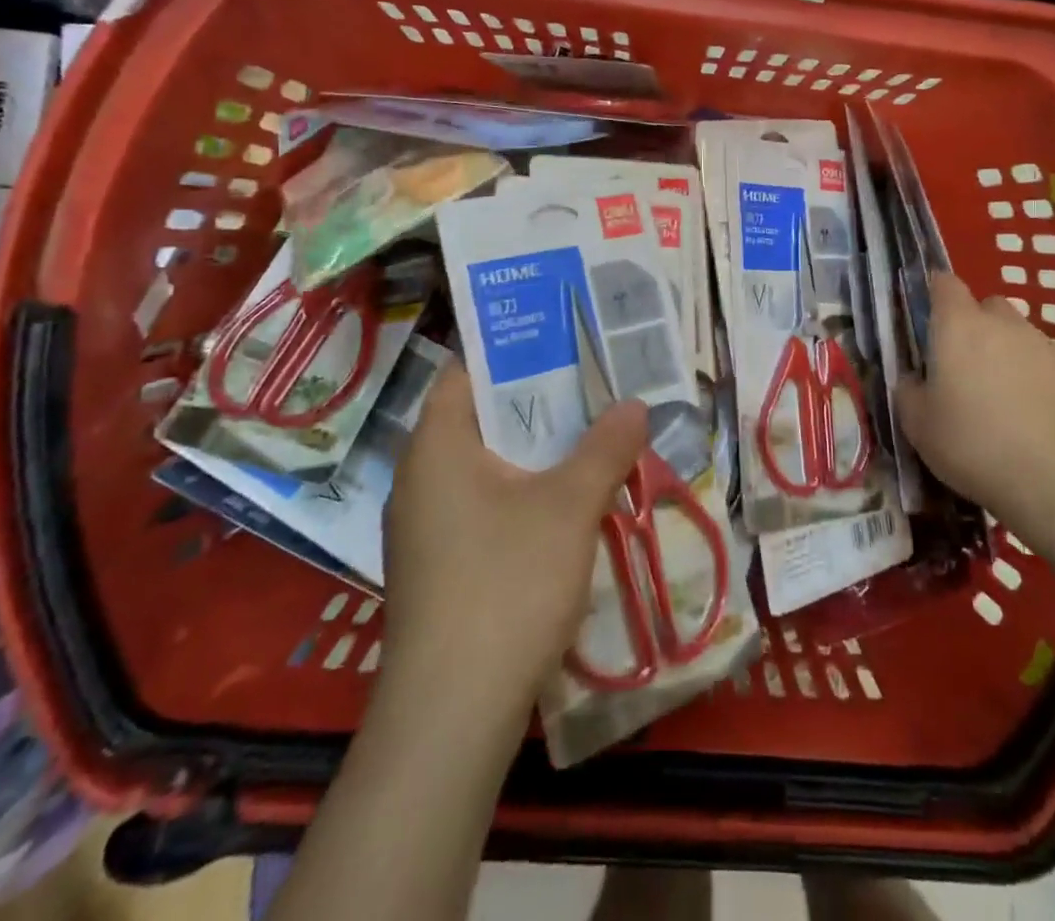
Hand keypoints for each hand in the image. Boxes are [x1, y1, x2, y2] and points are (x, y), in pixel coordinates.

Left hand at [379, 361, 647, 725]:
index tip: (563, 339)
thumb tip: (635, 404)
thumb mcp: (570, 506)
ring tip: (589, 435)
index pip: (466, 371)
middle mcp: (420, 478)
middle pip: (480, 417)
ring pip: (485, 466)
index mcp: (436, 446)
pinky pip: (482, 505)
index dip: (512, 349)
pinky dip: (522, 492)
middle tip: (593, 383)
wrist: (451, 715)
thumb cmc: (506, 584)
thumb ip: (606, 447)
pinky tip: (565, 505)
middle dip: (537, 400)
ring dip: (535, 450)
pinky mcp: (437, 568)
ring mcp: (425, 528)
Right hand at [895, 273, 1054, 519]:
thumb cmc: (971, 444)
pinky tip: (1033, 415)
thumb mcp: (916, 424)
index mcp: (959, 326)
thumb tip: (914, 378)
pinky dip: (1036, 378)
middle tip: (964, 365)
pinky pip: (1047, 363)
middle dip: (975, 325)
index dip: (935, 293)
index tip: (929, 316)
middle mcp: (1004, 324)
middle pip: (987, 306)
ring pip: (1019, 335)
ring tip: (1001, 396)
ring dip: (1007, 352)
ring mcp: (1045, 346)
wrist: (1053, 479)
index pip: (945, 284)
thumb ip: (909, 389)